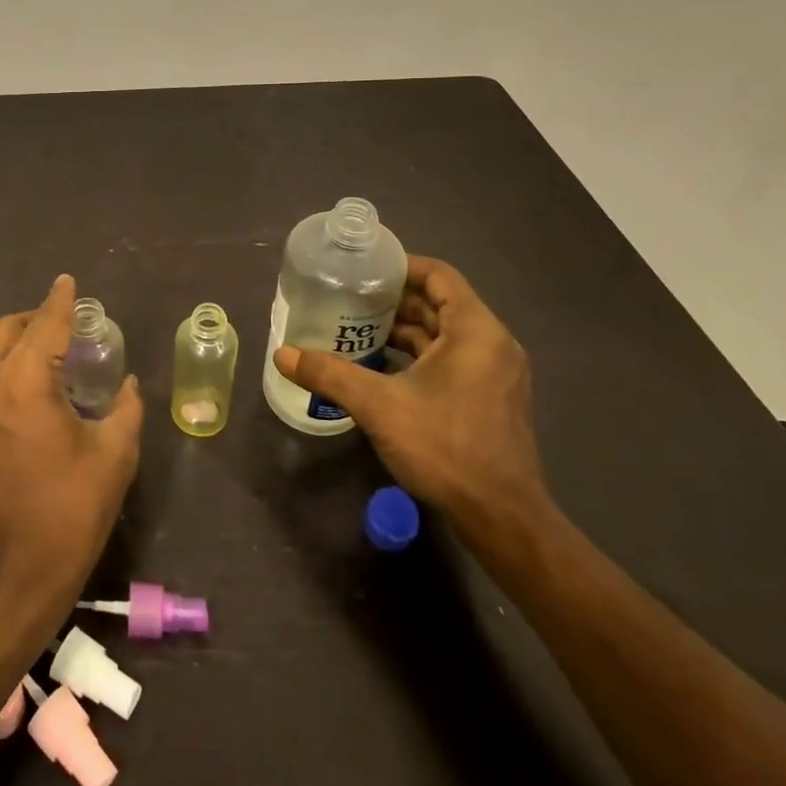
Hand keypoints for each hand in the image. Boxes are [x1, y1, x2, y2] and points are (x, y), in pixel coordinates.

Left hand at [0, 274, 142, 616]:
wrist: (13, 574)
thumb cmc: (70, 512)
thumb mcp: (113, 455)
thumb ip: (125, 407)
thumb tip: (127, 383)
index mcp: (23, 385)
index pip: (45, 326)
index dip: (60, 301)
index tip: (68, 281)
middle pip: (8, 330)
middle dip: (37, 317)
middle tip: (68, 320)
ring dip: (19, 340)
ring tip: (54, 348)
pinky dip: (6, 364)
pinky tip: (32, 380)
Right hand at [274, 255, 552, 547]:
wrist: (501, 518)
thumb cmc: (446, 447)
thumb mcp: (379, 406)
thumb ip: (330, 375)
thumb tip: (283, 355)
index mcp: (475, 330)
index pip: (439, 275)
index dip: (401, 266)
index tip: (364, 270)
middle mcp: (492, 343)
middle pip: (440, 303)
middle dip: (395, 300)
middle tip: (349, 299)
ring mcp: (495, 373)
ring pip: (445, 334)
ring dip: (405, 330)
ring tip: (357, 329)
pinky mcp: (491, 399)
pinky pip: (452, 359)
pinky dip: (419, 356)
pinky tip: (383, 368)